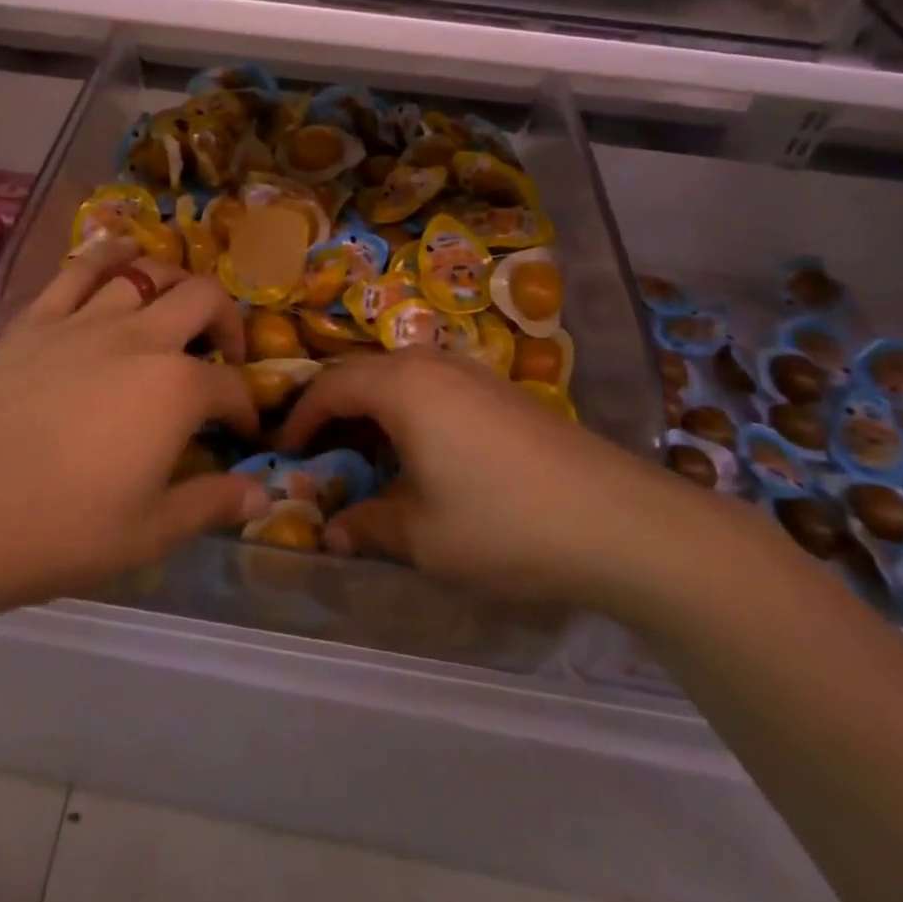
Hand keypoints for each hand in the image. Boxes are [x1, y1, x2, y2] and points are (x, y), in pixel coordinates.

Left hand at [0, 238, 269, 620]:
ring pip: (146, 273)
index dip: (245, 408)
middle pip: (203, 300)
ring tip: (176, 305)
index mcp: (175, 389)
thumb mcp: (148, 533)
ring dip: (175, 281)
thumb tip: (262, 497)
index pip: (231, 386)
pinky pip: (80, 269)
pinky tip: (122, 250)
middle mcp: (140, 338)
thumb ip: (211, 505)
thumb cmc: (56, 529)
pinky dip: (109, 252)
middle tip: (222, 354)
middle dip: (227, 322)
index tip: (242, 431)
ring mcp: (84, 321)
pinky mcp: (36, 319)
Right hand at [279, 351, 712, 611]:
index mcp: (401, 386)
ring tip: (363, 454)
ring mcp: (471, 373)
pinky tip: (421, 453)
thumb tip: (332, 532)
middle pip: (361, 373)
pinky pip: (432, 387)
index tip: (282, 452)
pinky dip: (407, 411)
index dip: (299, 418)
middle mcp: (431, 364)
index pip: (329, 387)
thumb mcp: (423, 537)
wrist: (620, 521)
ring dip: (371, 409)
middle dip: (331, 409)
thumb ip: (368, 526)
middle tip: (316, 452)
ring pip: (398, 377)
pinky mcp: (500, 390)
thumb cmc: (504, 523)